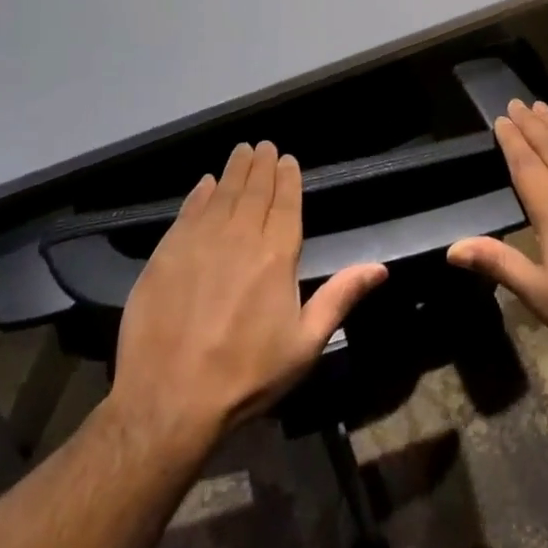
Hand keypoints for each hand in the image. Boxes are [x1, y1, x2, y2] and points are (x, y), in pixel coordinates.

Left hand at [107, 142, 387, 452]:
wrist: (168, 401)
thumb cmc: (246, 375)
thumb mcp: (305, 344)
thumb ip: (340, 297)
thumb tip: (380, 268)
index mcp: (277, 255)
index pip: (285, 202)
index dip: (288, 177)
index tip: (288, 159)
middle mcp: (240, 236)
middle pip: (254, 189)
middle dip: (262, 165)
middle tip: (265, 146)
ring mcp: (200, 241)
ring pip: (222, 192)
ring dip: (235, 169)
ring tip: (242, 151)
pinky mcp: (167, 253)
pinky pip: (188, 211)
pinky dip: (200, 193)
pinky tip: (205, 184)